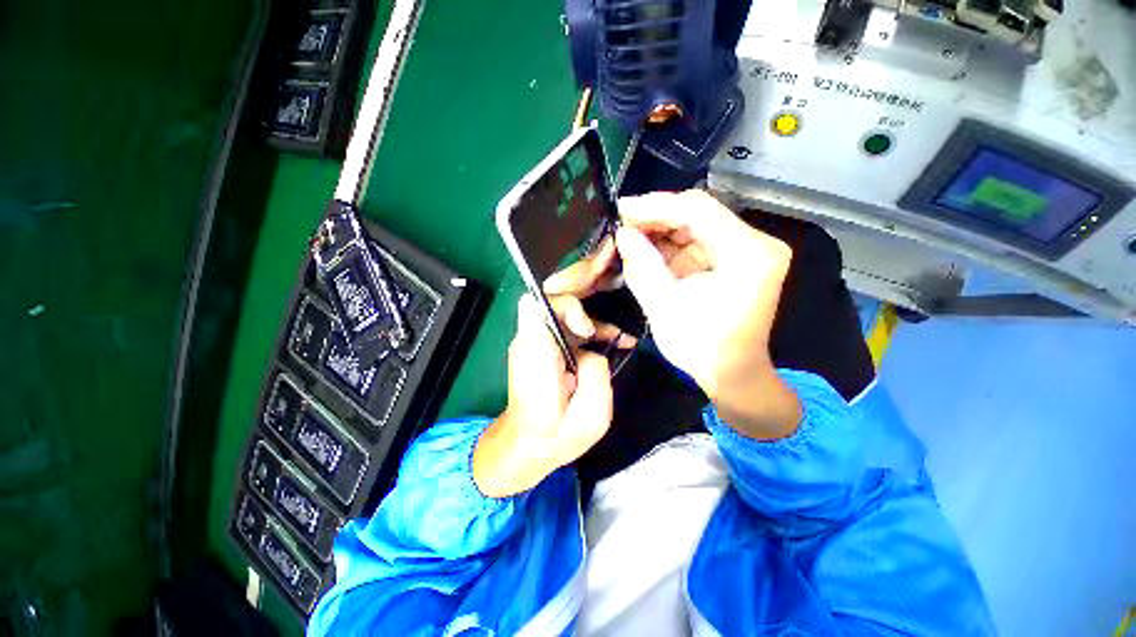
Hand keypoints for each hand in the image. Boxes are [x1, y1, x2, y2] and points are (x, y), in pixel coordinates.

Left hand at [473, 243, 633, 497]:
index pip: (540, 304)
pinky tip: (619, 337)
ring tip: (621, 292)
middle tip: (612, 263)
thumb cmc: (555, 438)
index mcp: (536, 354)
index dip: (568, 304)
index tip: (588, 327)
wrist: (528, 447)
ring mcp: (538, 339)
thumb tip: (595, 347)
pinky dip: (595, 324)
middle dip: (582, 277)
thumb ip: (595, 374)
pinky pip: (570, 323)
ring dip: (593, 297)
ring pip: (563, 303)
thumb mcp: (587, 417)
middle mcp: (532, 338)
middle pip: (551, 293)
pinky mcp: (547, 345)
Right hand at [615, 190, 801, 438]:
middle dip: (656, 218)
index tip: (621, 208)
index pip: (697, 210)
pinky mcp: (736, 259)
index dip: (655, 205)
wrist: (732, 373)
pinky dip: (671, 245)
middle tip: (621, 224)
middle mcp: (755, 243)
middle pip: (699, 214)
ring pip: (696, 225)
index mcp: (747, 253)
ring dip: (661, 231)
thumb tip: (622, 233)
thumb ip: (642, 265)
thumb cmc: (701, 346)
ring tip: (629, 236)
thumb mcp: (663, 305)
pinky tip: (647, 248)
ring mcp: (748, 250)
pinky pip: (698, 241)